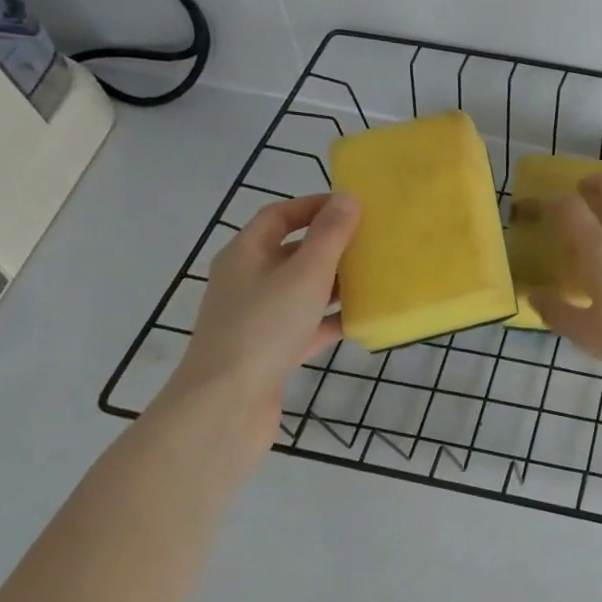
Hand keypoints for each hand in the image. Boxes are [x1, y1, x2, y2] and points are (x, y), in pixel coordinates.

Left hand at [170, 193, 359, 408]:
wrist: (226, 404)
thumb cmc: (264, 326)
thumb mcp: (305, 273)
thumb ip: (329, 235)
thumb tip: (347, 197)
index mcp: (246, 254)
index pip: (279, 216)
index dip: (314, 206)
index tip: (353, 207)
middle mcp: (247, 281)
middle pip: (292, 252)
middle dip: (331, 245)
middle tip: (371, 242)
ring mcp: (257, 318)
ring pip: (302, 291)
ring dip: (335, 283)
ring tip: (374, 278)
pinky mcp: (270, 351)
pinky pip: (306, 326)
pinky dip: (331, 320)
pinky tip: (362, 321)